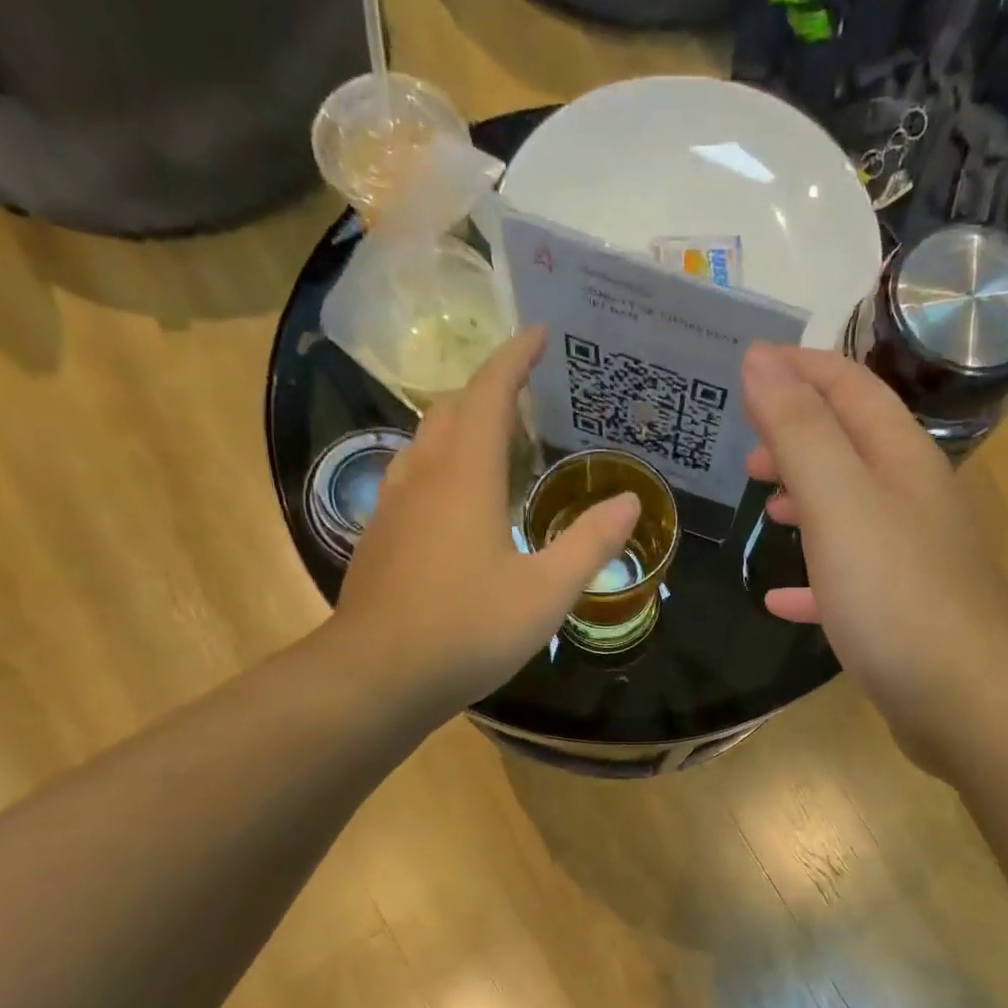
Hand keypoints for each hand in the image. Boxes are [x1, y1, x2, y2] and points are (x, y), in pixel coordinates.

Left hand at [328, 326, 640, 713]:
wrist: (378, 676)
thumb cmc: (468, 629)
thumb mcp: (545, 592)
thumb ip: (589, 545)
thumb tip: (629, 502)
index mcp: (464, 476)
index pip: (488, 393)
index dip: (514, 358)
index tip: (539, 332)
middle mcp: (422, 477)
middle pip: (450, 409)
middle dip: (488, 389)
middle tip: (527, 394)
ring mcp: (393, 507)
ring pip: (425, 442)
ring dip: (460, 426)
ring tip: (497, 441)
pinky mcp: (380, 538)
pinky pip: (413, 477)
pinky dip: (442, 464)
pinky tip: (459, 500)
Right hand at [742, 343, 1007, 771]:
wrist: (966, 698)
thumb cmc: (896, 592)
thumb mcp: (838, 501)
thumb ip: (799, 431)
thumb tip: (760, 360)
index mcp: (901, 460)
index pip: (850, 389)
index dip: (800, 369)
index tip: (749, 365)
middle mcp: (913, 499)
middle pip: (852, 447)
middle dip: (798, 438)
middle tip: (748, 454)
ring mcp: (911, 558)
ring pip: (851, 511)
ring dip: (807, 500)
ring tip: (765, 508)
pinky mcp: (902, 611)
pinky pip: (848, 579)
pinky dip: (813, 577)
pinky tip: (781, 598)